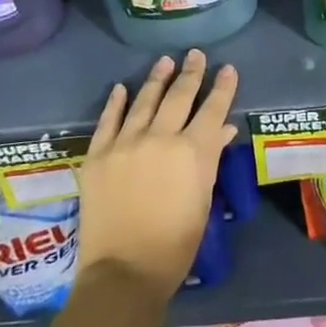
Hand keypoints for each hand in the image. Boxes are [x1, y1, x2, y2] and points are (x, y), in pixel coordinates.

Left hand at [77, 50, 237, 303]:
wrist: (124, 272)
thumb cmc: (175, 244)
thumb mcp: (202, 200)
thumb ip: (210, 158)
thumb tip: (222, 128)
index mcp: (192, 151)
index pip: (212, 109)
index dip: (222, 87)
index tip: (227, 68)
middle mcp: (160, 138)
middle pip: (179, 96)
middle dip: (190, 73)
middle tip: (195, 54)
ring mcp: (125, 143)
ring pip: (144, 101)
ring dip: (157, 79)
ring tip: (164, 62)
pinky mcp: (98, 154)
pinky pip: (108, 120)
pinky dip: (116, 102)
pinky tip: (122, 88)